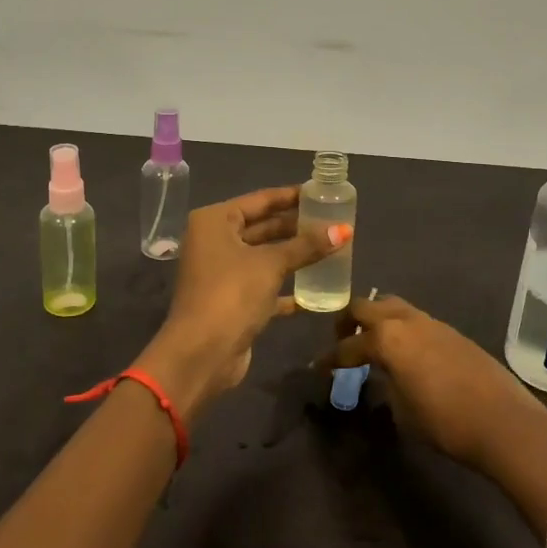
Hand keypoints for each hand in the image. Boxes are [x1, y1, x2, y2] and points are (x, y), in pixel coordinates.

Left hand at [145, 186, 350, 414]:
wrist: (202, 354)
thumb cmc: (231, 294)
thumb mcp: (271, 264)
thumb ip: (306, 246)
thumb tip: (344, 229)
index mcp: (214, 221)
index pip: (260, 200)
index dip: (291, 196)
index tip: (322, 193)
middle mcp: (215, 242)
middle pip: (262, 227)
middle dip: (296, 226)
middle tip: (332, 221)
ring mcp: (222, 272)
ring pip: (264, 256)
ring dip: (294, 255)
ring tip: (331, 248)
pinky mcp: (232, 300)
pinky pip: (264, 285)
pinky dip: (286, 285)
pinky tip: (316, 288)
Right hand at [317, 294, 546, 472]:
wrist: (504, 422)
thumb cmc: (445, 422)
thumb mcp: (402, 411)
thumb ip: (385, 386)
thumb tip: (383, 378)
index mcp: (387, 338)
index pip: (348, 346)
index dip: (330, 358)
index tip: (317, 368)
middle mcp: (406, 321)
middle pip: (366, 307)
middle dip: (349, 322)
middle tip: (343, 341)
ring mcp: (432, 322)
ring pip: (393, 307)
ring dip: (378, 321)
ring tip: (373, 344)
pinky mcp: (453, 332)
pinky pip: (416, 321)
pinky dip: (402, 329)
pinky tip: (406, 353)